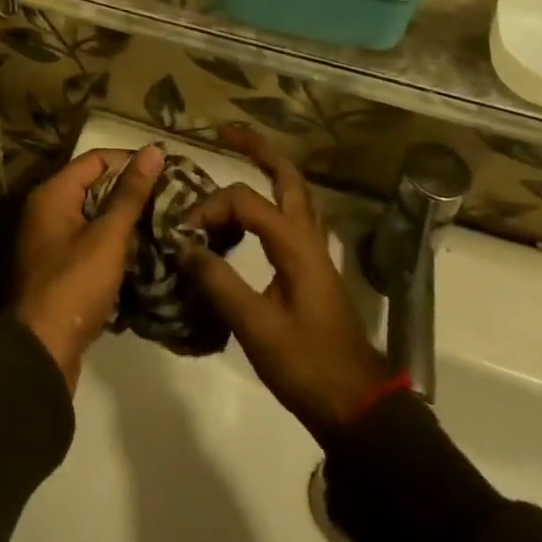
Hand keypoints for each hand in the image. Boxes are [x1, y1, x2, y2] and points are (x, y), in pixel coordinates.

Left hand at [14, 144, 163, 391]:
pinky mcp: (59, 270)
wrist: (42, 354)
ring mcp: (51, 243)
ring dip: (124, 219)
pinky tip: (142, 252)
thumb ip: (130, 194)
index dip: (129, 161)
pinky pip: (90, 243)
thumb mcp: (108, 236)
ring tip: (161, 222)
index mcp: (52, 194)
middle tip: (168, 197)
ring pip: (94, 217)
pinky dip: (113, 243)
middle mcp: (47, 211)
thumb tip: (153, 150)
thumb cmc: (74, 285)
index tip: (164, 170)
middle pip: (94, 186)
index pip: (96, 159)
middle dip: (130, 191)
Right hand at [180, 127, 388, 447]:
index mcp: (294, 243)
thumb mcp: (257, 328)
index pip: (244, 201)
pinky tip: (255, 213)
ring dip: (269, 169)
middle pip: (285, 175)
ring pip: (294, 193)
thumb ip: (218, 283)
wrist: (357, 407)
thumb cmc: (308, 366)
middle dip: (257, 149)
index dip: (209, 208)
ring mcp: (314, 251)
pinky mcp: (312, 269)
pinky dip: (274, 199)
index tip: (183, 234)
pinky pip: (292, 216)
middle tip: (225, 134)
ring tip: (240, 158)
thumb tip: (184, 245)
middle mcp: (306, 236)